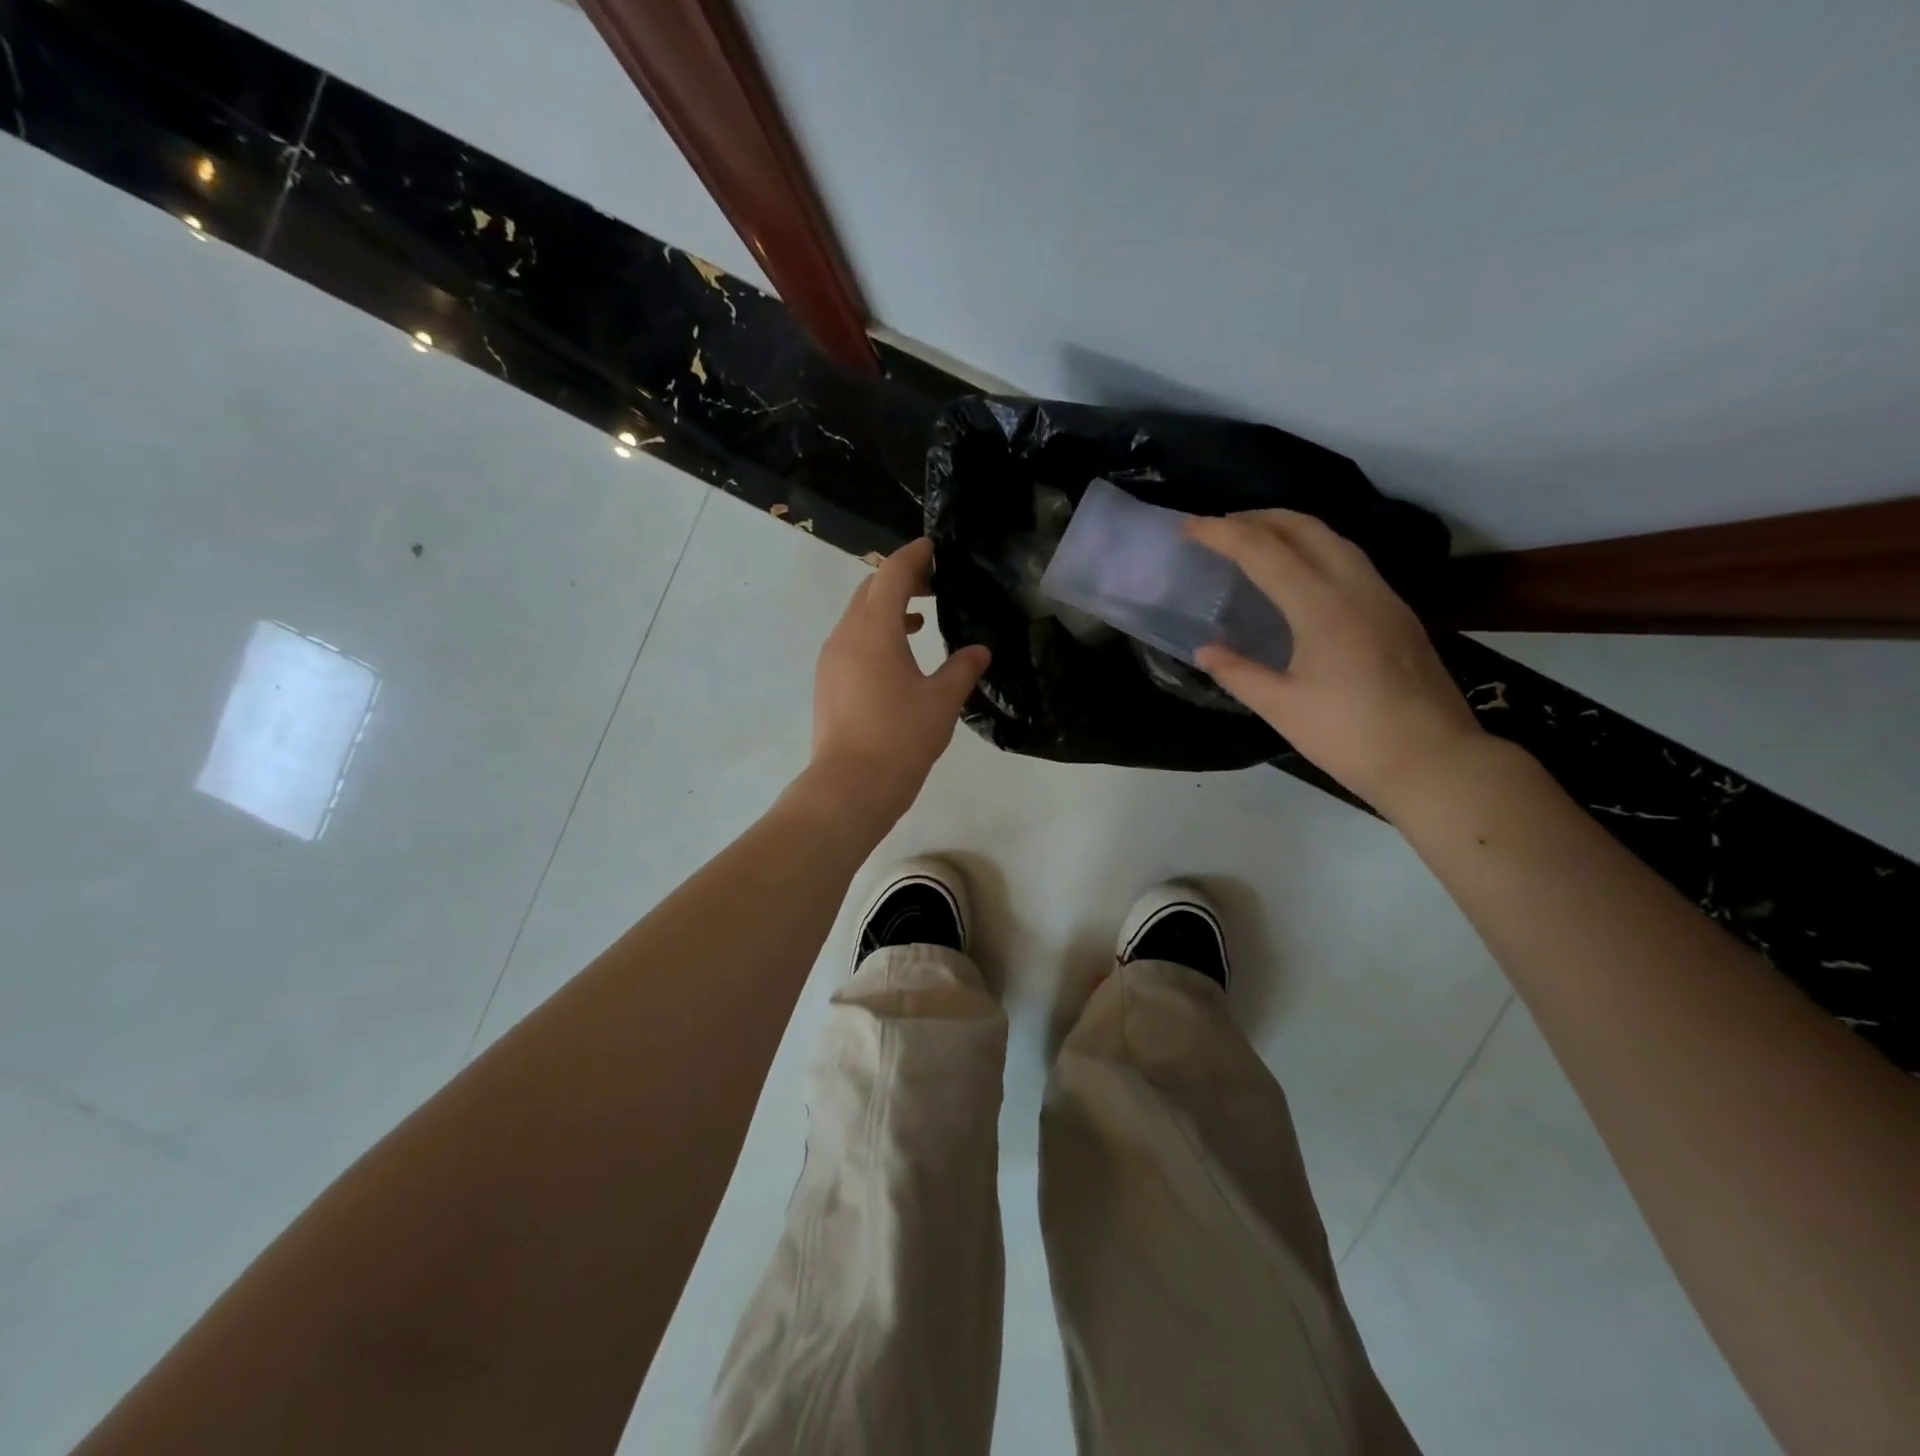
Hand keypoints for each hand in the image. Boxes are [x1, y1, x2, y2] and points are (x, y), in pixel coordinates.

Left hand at [807, 537, 989, 820]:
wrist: (850, 786)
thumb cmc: (900, 738)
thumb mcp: (942, 702)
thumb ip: (962, 669)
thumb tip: (979, 651)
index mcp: (874, 629)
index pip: (892, 573)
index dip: (914, 555)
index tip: (934, 547)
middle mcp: (846, 634)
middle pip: (870, 588)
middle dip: (900, 578)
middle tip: (934, 582)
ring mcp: (832, 658)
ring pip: (858, 615)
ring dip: (887, 608)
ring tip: (921, 618)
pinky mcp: (828, 681)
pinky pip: (852, 640)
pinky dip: (875, 633)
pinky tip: (899, 656)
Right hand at [1187, 510, 1483, 812]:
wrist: (1434, 760)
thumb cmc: (1350, 737)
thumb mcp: (1281, 708)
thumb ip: (1238, 673)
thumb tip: (1205, 650)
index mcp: (1322, 607)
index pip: (1264, 551)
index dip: (1223, 534)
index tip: (1189, 528)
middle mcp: (1356, 587)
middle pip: (1305, 527)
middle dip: (1258, 517)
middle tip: (1220, 527)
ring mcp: (1383, 596)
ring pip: (1333, 538)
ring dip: (1290, 528)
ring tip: (1255, 540)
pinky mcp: (1397, 612)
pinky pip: (1350, 559)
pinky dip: (1315, 549)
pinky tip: (1299, 573)